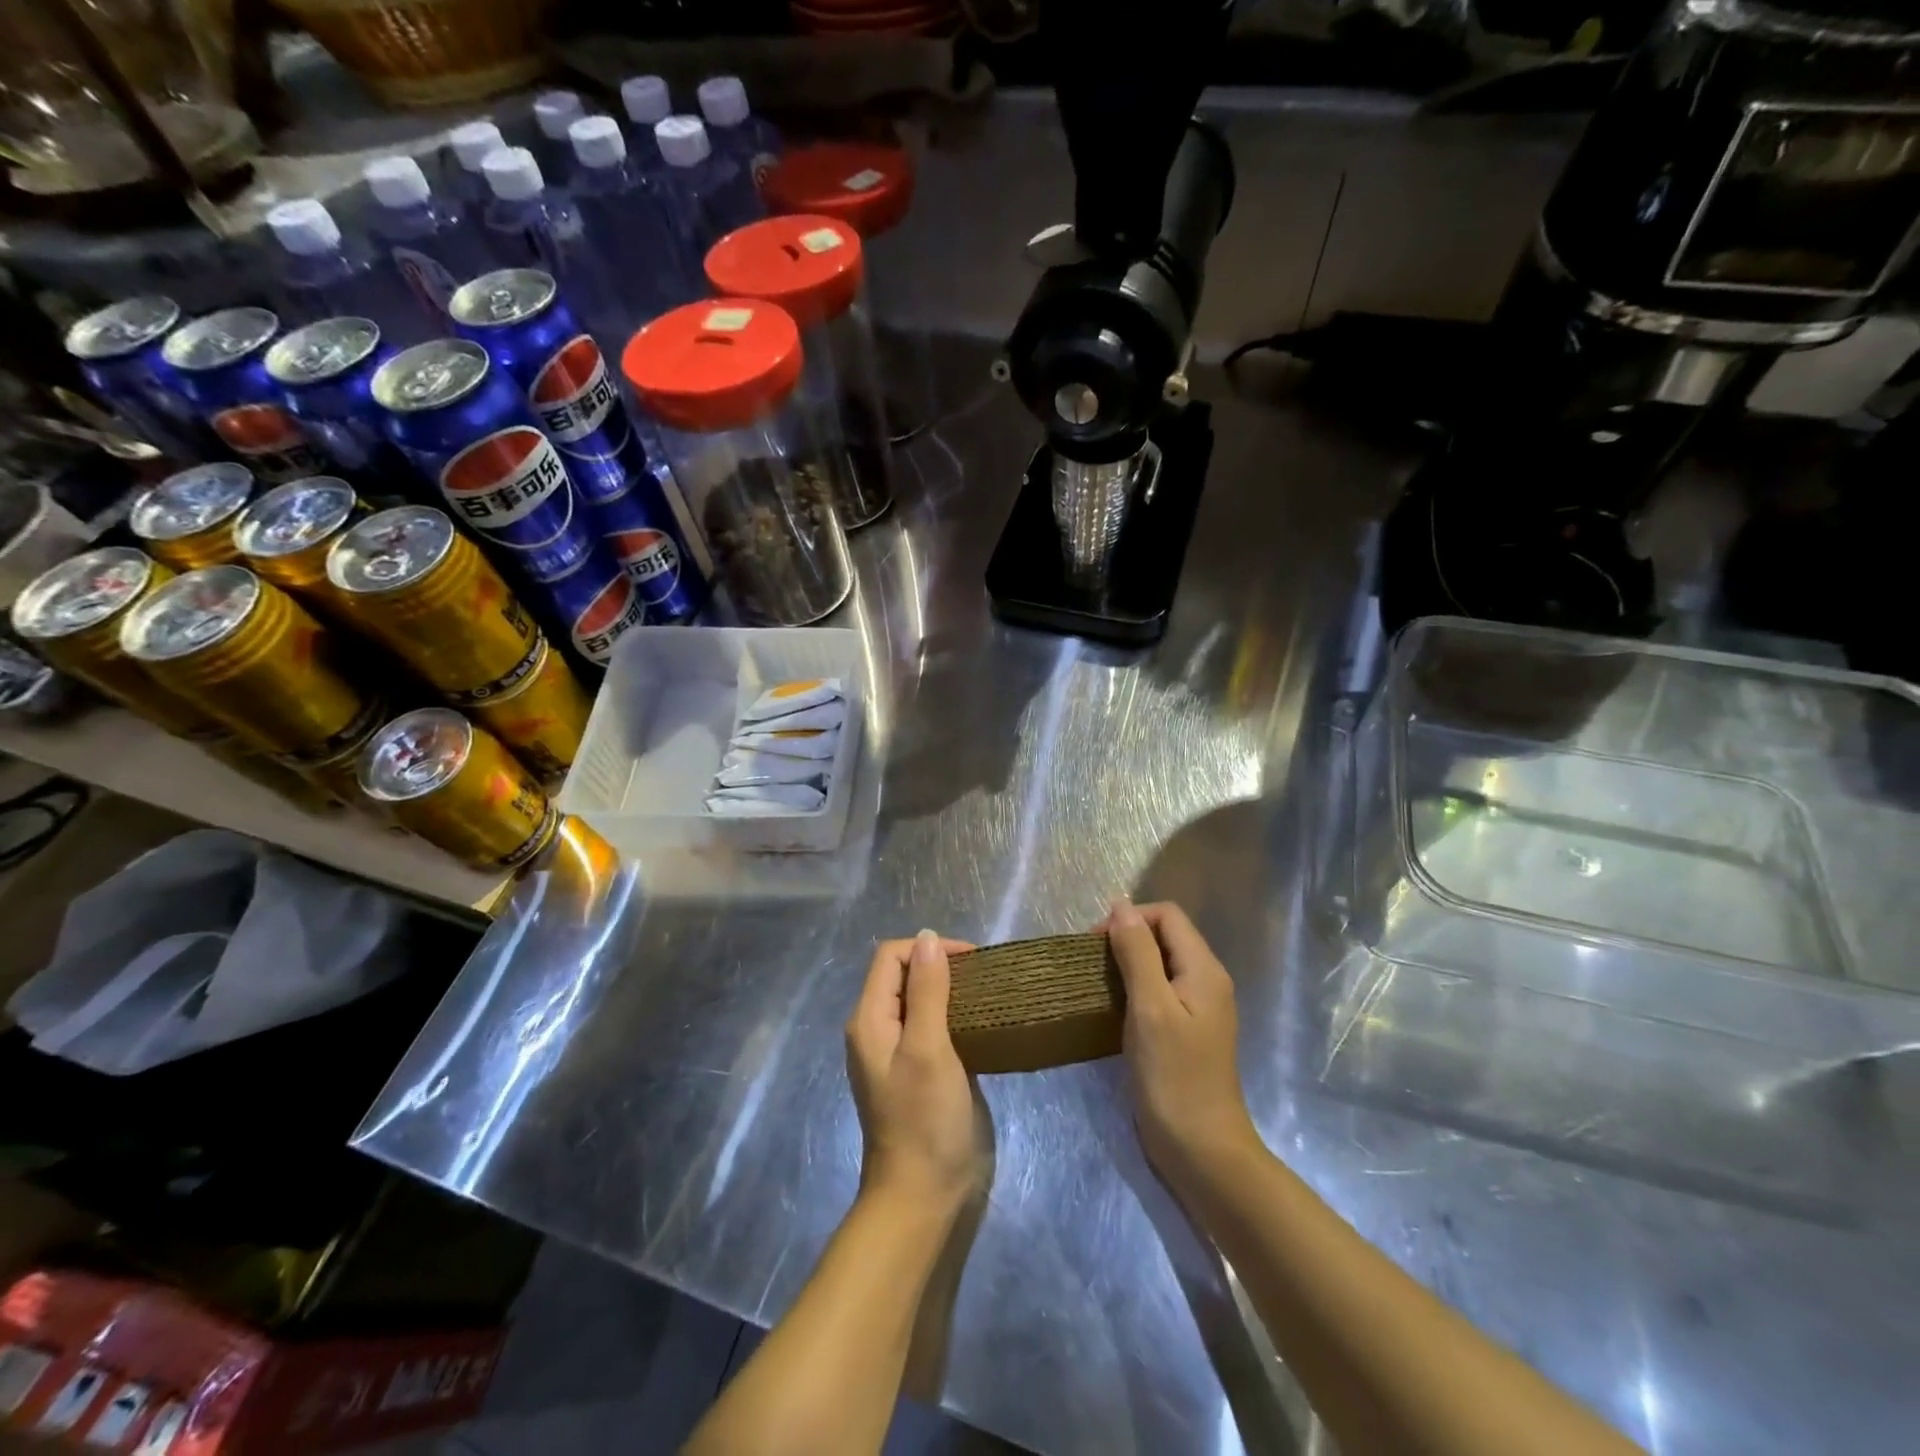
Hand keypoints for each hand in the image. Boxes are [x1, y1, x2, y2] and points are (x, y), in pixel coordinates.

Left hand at [846, 930, 980, 1215]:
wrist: (923, 1196)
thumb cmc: (925, 1119)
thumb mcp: (928, 1048)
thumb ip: (927, 991)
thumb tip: (928, 937)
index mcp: (869, 1019)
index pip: (891, 956)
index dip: (929, 948)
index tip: (972, 959)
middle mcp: (877, 1029)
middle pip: (903, 975)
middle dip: (940, 965)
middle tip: (983, 975)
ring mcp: (897, 1052)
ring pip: (919, 999)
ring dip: (949, 989)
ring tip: (986, 993)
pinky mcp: (918, 1070)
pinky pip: (931, 1025)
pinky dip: (953, 1014)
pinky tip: (981, 1022)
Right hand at [1104, 901, 1259, 1185]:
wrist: (1201, 1150)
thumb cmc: (1174, 1076)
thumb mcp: (1150, 1008)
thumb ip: (1137, 953)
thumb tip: (1121, 907)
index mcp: (1204, 969)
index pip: (1167, 915)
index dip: (1130, 919)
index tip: (1096, 945)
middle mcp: (1205, 981)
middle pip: (1164, 936)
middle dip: (1126, 938)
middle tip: (1091, 965)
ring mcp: (1197, 1008)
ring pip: (1159, 964)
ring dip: (1126, 964)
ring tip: (1096, 984)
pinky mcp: (1185, 1031)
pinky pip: (1158, 991)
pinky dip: (1133, 989)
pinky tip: (1112, 1008)